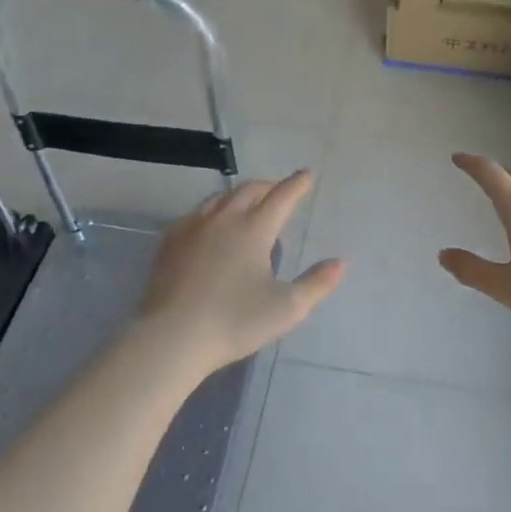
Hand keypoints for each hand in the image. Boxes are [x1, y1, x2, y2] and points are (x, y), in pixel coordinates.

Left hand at [139, 172, 344, 373]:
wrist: (171, 337)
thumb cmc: (234, 322)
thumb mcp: (286, 308)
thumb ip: (316, 284)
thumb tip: (340, 263)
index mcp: (255, 228)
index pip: (282, 196)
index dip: (297, 184)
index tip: (307, 174)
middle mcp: (224, 218)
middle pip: (250, 190)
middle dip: (269, 187)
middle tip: (280, 192)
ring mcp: (193, 226)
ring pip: (221, 198)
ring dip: (240, 195)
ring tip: (249, 205)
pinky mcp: (170, 241)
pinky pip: (197, 213)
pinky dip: (214, 211)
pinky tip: (212, 225)